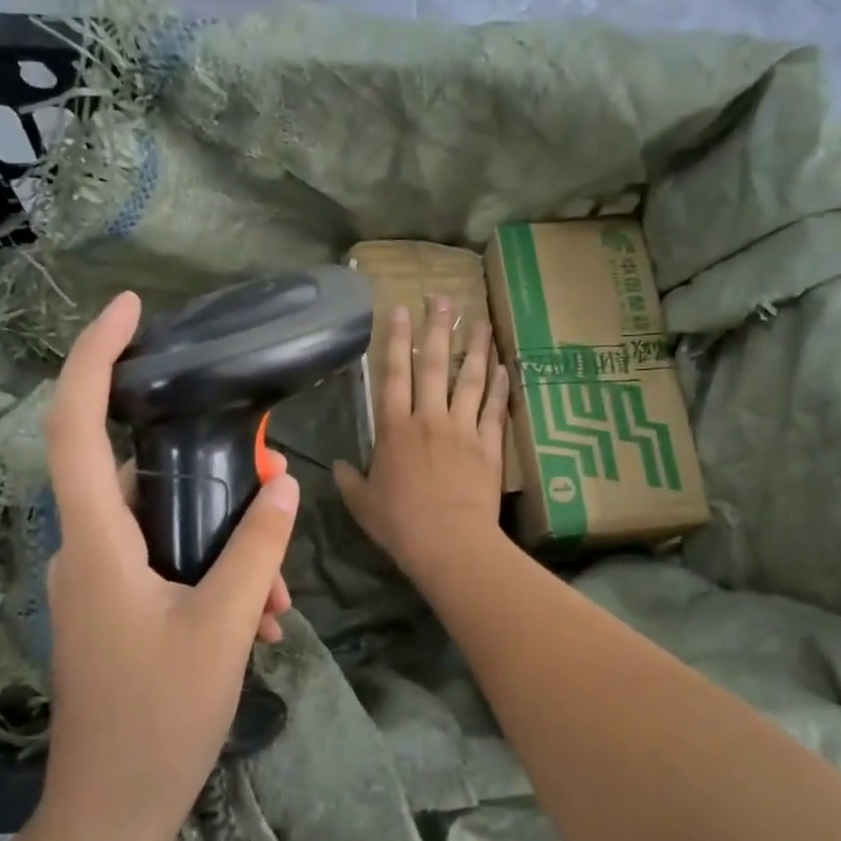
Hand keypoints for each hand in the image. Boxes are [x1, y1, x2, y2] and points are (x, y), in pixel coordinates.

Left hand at [39, 292, 300, 840]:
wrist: (113, 812)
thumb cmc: (160, 718)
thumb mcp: (224, 627)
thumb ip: (256, 550)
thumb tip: (283, 485)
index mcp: (96, 542)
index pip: (76, 424)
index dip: (95, 357)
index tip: (130, 310)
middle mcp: (86, 550)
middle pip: (139, 474)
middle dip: (208, 475)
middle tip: (265, 482)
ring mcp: (97, 583)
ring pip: (164, 528)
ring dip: (224, 545)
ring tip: (277, 598)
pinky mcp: (115, 610)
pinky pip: (166, 565)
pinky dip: (213, 575)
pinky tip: (261, 622)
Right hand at [334, 297, 509, 586]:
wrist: (448, 542)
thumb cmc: (400, 524)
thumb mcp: (363, 504)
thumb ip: (349, 480)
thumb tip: (337, 466)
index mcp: (394, 428)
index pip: (393, 373)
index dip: (396, 339)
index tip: (400, 309)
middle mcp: (429, 418)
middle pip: (434, 364)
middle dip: (437, 327)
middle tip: (444, 297)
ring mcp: (462, 429)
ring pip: (470, 379)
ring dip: (475, 348)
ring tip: (481, 321)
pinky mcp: (489, 445)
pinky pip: (495, 409)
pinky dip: (500, 387)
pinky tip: (504, 367)